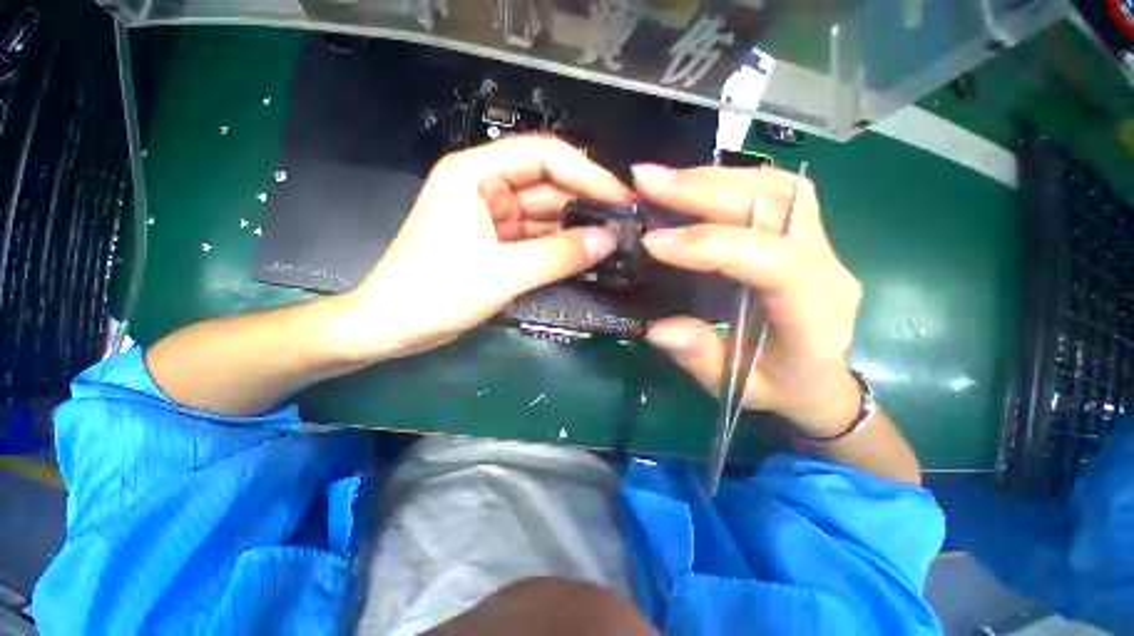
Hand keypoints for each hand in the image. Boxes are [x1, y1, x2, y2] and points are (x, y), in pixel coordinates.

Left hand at [338, 136, 632, 360]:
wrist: (392, 329)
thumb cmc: (436, 294)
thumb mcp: (503, 273)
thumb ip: (559, 255)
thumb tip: (609, 240)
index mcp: (476, 174)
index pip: (543, 156)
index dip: (586, 174)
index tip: (621, 200)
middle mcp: (486, 188)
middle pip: (547, 186)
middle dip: (585, 205)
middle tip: (625, 227)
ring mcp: (492, 219)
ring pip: (545, 216)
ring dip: (576, 231)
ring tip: (615, 245)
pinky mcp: (497, 245)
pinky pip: (537, 240)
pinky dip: (560, 250)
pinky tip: (586, 259)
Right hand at [633, 164, 863, 437]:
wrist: (820, 378)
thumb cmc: (777, 387)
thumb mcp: (733, 386)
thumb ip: (700, 358)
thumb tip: (658, 329)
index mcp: (815, 318)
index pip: (774, 264)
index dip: (711, 245)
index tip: (653, 242)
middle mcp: (829, 270)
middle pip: (778, 209)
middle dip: (706, 191)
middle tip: (648, 183)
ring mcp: (825, 244)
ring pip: (780, 188)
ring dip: (717, 178)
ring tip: (666, 180)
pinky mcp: (810, 233)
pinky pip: (779, 190)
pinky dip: (733, 179)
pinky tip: (697, 184)